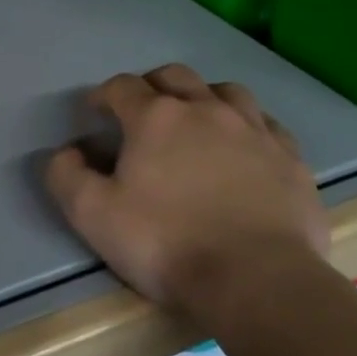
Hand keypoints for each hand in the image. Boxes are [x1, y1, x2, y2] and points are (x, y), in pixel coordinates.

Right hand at [45, 65, 330, 310]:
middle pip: (174, 76)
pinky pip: (267, 124)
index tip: (95, 112)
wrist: (258, 279)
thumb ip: (67, 176)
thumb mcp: (94, 216)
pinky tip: (245, 148)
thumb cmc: (167, 243)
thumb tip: (66, 151)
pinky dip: (248, 126)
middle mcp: (205, 109)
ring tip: (197, 121)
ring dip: (204, 97)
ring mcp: (254, 129)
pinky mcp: (290, 157)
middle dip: (152, 86)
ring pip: (226, 91)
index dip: (103, 95)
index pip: (122, 86)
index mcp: (155, 117)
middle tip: (143, 111)